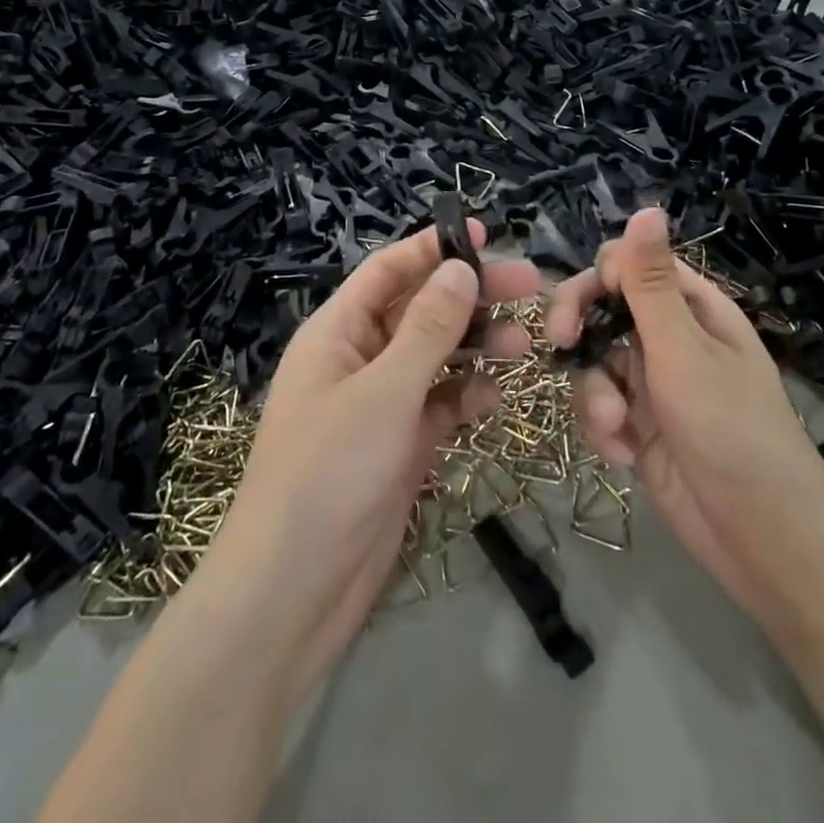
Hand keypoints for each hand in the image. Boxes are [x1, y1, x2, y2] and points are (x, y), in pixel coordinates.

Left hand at [201, 222, 539, 698]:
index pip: (388, 271)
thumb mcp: (383, 391)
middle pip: (420, 310)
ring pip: (436, 356)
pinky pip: (440, 404)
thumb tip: (460, 268)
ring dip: (476, 346)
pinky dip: (466, 395)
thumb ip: (427, 329)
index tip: (484, 234)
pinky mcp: (400, 444)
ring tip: (525, 345)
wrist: (294, 590)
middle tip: (529, 287)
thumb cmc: (329, 472)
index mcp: (337, 331)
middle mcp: (358, 358)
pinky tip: (493, 397)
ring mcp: (380, 403)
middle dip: (471, 297)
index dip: (433, 248)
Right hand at [545, 209, 823, 617]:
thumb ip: (651, 282)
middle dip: (579, 327)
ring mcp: (652, 383)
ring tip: (614, 428)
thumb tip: (647, 207)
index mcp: (691, 308)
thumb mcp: (683, 349)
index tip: (583, 307)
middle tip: (561, 344)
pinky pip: (600, 406)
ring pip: (594, 361)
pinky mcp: (639, 425)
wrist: (763, 539)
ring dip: (594, 393)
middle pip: (602, 308)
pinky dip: (604, 428)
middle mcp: (669, 338)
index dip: (599, 279)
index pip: (628, 265)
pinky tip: (623, 454)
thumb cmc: (731, 430)